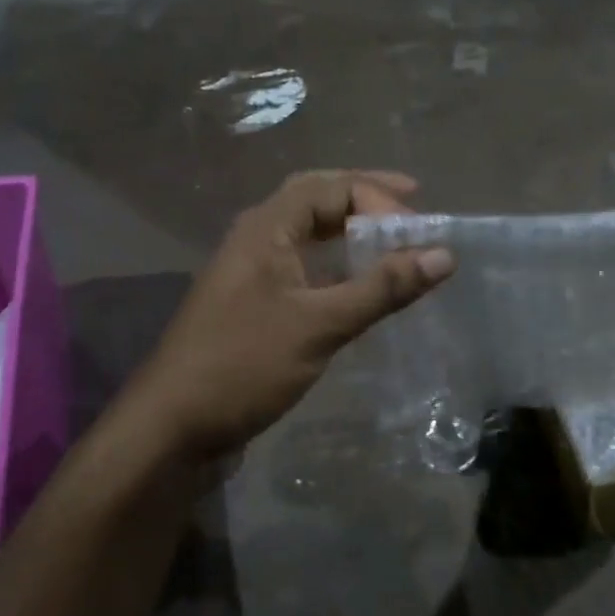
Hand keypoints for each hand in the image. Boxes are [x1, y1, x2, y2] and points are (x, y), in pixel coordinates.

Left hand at [122, 170, 453, 462]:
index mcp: (266, 227)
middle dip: (365, 196)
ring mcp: (253, 270)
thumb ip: (382, 288)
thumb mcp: (320, 324)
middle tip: (411, 202)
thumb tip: (444, 255)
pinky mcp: (255, 302)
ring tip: (392, 236)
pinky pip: (304, 264)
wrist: (171, 427)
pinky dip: (337, 262)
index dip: (379, 200)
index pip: (332, 188)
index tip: (418, 231)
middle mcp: (257, 237)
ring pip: (308, 231)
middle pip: (317, 197)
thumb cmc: (243, 365)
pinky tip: (359, 281)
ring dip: (350, 228)